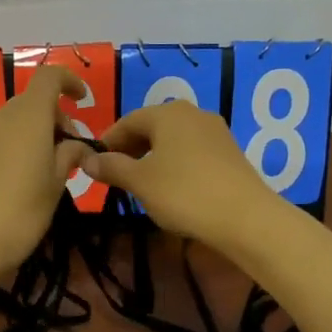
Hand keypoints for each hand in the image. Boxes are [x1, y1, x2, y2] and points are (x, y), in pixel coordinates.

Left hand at [0, 66, 95, 281]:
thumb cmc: (20, 212)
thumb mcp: (56, 185)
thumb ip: (69, 156)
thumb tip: (77, 145)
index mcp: (28, 116)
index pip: (49, 77)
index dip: (68, 81)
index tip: (83, 100)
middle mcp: (1, 116)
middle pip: (32, 102)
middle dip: (55, 118)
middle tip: (71, 152)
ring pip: (13, 121)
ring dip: (33, 134)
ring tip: (46, 169)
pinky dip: (13, 146)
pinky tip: (18, 180)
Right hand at [84, 101, 283, 247]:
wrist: (245, 217)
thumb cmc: (184, 193)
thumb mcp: (140, 182)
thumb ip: (111, 168)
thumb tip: (87, 160)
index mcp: (167, 113)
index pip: (128, 121)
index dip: (108, 141)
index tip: (94, 163)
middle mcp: (193, 113)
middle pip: (152, 127)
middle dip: (130, 149)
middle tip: (115, 175)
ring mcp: (215, 131)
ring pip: (173, 139)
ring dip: (152, 157)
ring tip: (141, 183)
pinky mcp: (230, 152)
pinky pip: (192, 151)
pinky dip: (175, 163)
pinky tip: (171, 187)